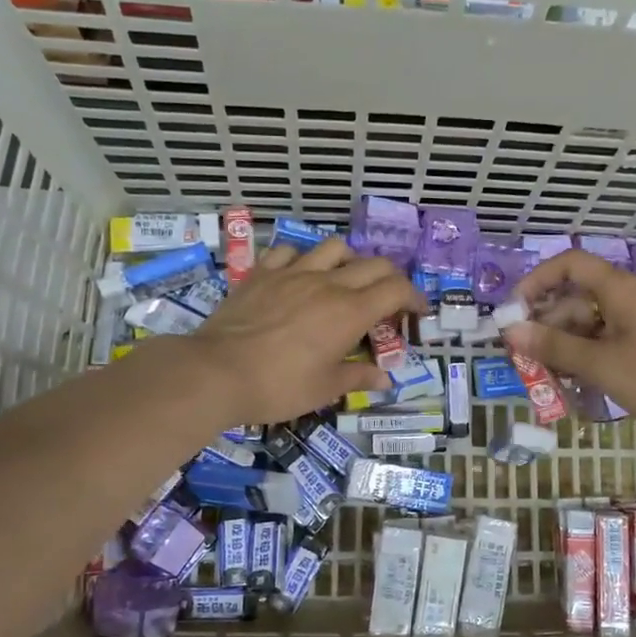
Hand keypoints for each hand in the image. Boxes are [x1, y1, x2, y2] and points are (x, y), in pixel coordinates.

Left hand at [180, 236, 424, 423]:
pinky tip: (299, 275)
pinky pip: (289, 252)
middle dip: (391, 278)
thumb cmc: (278, 386)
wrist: (217, 372)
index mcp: (350, 312)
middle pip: (373, 264)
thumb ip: (358, 377)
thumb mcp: (325, 389)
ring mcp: (292, 273)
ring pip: (334, 247)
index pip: (396, 290)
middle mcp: (327, 283)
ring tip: (346, 279)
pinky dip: (303, 259)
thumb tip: (385, 378)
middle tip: (389, 299)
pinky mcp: (262, 273)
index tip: (418, 311)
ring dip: (350, 260)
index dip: (414, 297)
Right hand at [507, 249, 635, 440]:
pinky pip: (600, 342)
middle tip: (520, 356)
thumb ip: (554, 347)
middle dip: (544, 325)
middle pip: (573, 299)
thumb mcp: (600, 364)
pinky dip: (581, 357)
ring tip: (540, 376)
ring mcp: (634, 323)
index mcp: (619, 290)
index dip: (537, 281)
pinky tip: (566, 383)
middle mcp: (625, 299)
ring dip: (560, 346)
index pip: (570, 264)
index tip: (514, 312)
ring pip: (584, 324)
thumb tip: (510, 331)